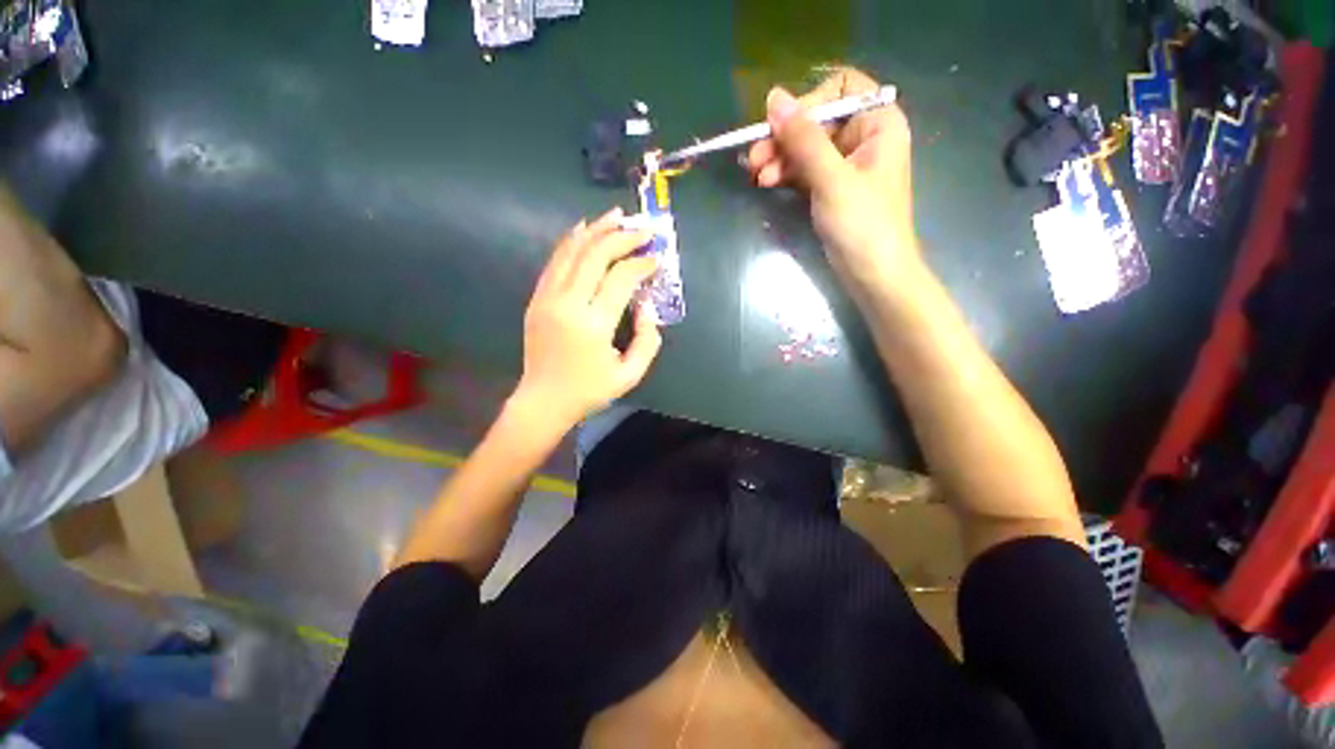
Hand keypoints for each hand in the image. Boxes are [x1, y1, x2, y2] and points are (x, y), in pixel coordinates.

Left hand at [513, 208, 661, 430]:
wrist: (543, 401)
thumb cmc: (589, 391)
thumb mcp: (629, 375)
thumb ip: (647, 341)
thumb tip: (646, 308)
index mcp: (593, 325)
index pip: (620, 279)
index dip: (642, 264)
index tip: (657, 258)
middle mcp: (568, 304)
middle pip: (595, 256)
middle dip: (622, 238)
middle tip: (642, 230)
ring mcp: (547, 298)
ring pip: (572, 251)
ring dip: (596, 230)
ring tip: (616, 217)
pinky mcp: (537, 299)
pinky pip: (555, 261)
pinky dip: (571, 242)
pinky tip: (584, 230)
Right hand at [745, 67, 919, 289]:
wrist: (873, 274)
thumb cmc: (862, 224)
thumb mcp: (831, 178)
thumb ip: (803, 138)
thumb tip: (774, 97)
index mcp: (878, 123)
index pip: (841, 89)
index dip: (809, 102)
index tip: (782, 126)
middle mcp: (863, 137)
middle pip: (817, 121)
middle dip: (784, 138)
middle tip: (754, 158)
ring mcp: (845, 165)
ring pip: (806, 148)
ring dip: (779, 158)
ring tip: (757, 177)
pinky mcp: (831, 188)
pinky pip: (804, 170)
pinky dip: (785, 174)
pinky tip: (766, 182)